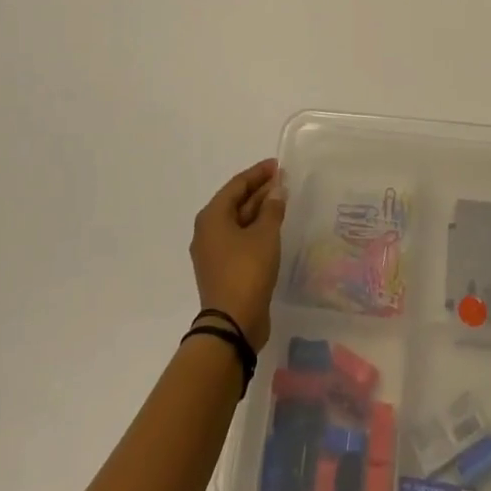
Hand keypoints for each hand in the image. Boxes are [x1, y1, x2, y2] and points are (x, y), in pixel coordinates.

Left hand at [191, 159, 287, 348]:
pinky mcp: (222, 269)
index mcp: (212, 217)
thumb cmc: (247, 271)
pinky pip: (239, 239)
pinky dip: (255, 229)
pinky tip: (273, 228)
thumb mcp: (265, 235)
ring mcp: (213, 252)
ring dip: (259, 210)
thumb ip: (272, 208)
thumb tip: (276, 190)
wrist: (232, 325)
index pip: (237, 185)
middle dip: (259, 191)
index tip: (277, 165)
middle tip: (283, 181)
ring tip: (282, 201)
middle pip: (235, 202)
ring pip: (238, 222)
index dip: (258, 173)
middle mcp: (207, 231)